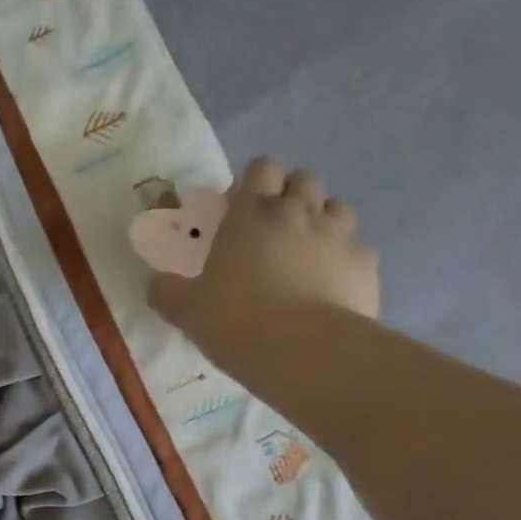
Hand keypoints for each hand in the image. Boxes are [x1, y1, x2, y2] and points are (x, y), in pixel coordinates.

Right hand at [148, 158, 378, 364]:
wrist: (302, 351)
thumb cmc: (235, 321)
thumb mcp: (186, 311)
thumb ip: (167, 292)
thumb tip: (154, 283)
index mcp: (251, 214)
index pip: (262, 168)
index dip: (255, 182)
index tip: (243, 208)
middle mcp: (298, 213)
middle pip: (304, 180)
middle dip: (291, 196)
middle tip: (274, 230)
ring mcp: (338, 236)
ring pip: (337, 208)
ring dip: (323, 222)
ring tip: (308, 254)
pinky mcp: (365, 265)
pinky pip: (358, 250)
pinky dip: (345, 261)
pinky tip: (332, 286)